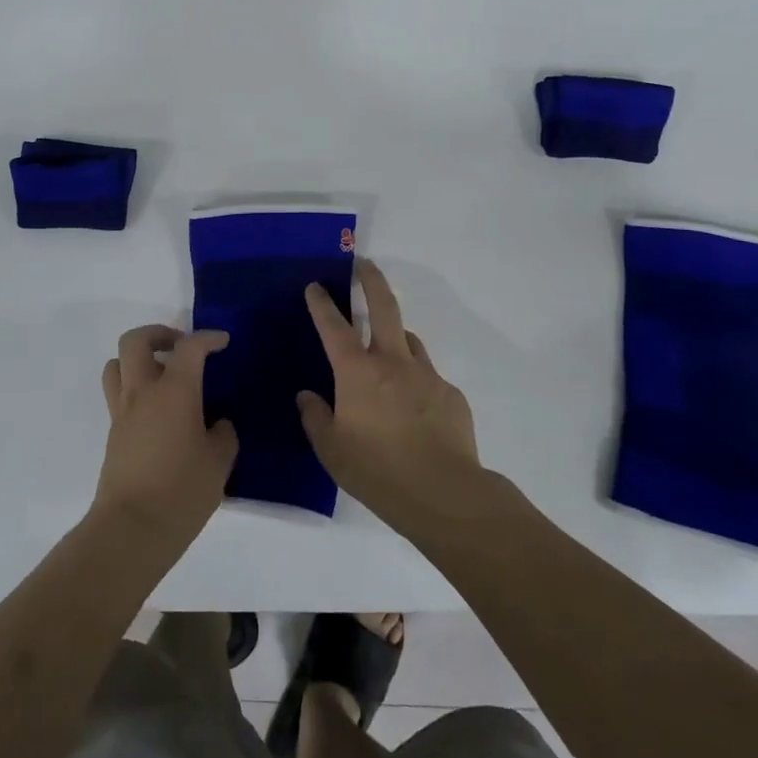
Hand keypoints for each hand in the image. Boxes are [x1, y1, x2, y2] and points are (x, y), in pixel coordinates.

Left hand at [93, 325, 238, 550]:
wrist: (132, 529)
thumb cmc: (182, 491)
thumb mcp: (219, 462)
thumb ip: (223, 434)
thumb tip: (217, 423)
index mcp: (175, 390)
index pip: (190, 347)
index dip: (208, 338)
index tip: (222, 342)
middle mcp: (143, 391)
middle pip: (135, 340)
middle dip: (159, 334)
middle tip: (180, 347)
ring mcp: (122, 411)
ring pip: (117, 364)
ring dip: (138, 359)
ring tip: (163, 375)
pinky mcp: (113, 433)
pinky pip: (118, 393)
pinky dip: (136, 388)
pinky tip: (159, 412)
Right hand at [300, 259, 481, 534]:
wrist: (443, 492)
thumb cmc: (377, 470)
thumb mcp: (331, 450)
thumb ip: (315, 418)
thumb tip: (307, 396)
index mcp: (357, 372)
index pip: (334, 326)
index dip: (322, 304)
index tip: (315, 286)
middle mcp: (392, 362)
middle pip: (383, 306)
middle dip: (371, 281)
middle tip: (364, 265)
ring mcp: (426, 375)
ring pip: (408, 340)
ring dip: (395, 336)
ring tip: (387, 351)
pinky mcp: (450, 394)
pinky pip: (428, 377)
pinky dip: (416, 381)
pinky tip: (414, 409)